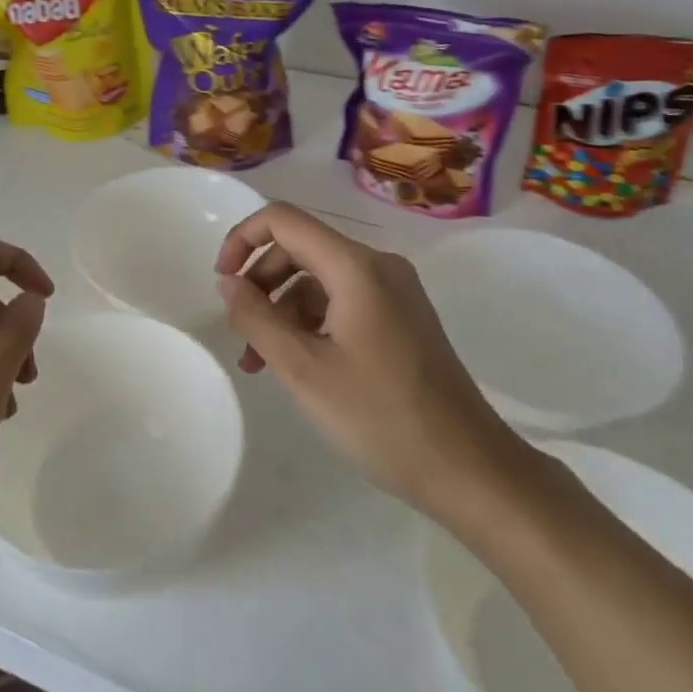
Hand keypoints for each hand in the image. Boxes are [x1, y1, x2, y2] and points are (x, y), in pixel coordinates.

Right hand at [215, 202, 537, 523]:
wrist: (471, 471)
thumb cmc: (381, 418)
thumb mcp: (304, 369)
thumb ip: (257, 318)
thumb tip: (228, 283)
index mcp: (356, 267)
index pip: (283, 220)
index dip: (243, 240)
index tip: (222, 282)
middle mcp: (378, 266)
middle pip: (301, 248)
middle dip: (261, 282)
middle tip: (240, 331)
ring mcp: (395, 292)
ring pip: (319, 279)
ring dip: (282, 309)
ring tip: (260, 362)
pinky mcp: (402, 318)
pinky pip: (342, 301)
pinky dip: (311, 322)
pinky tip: (298, 364)